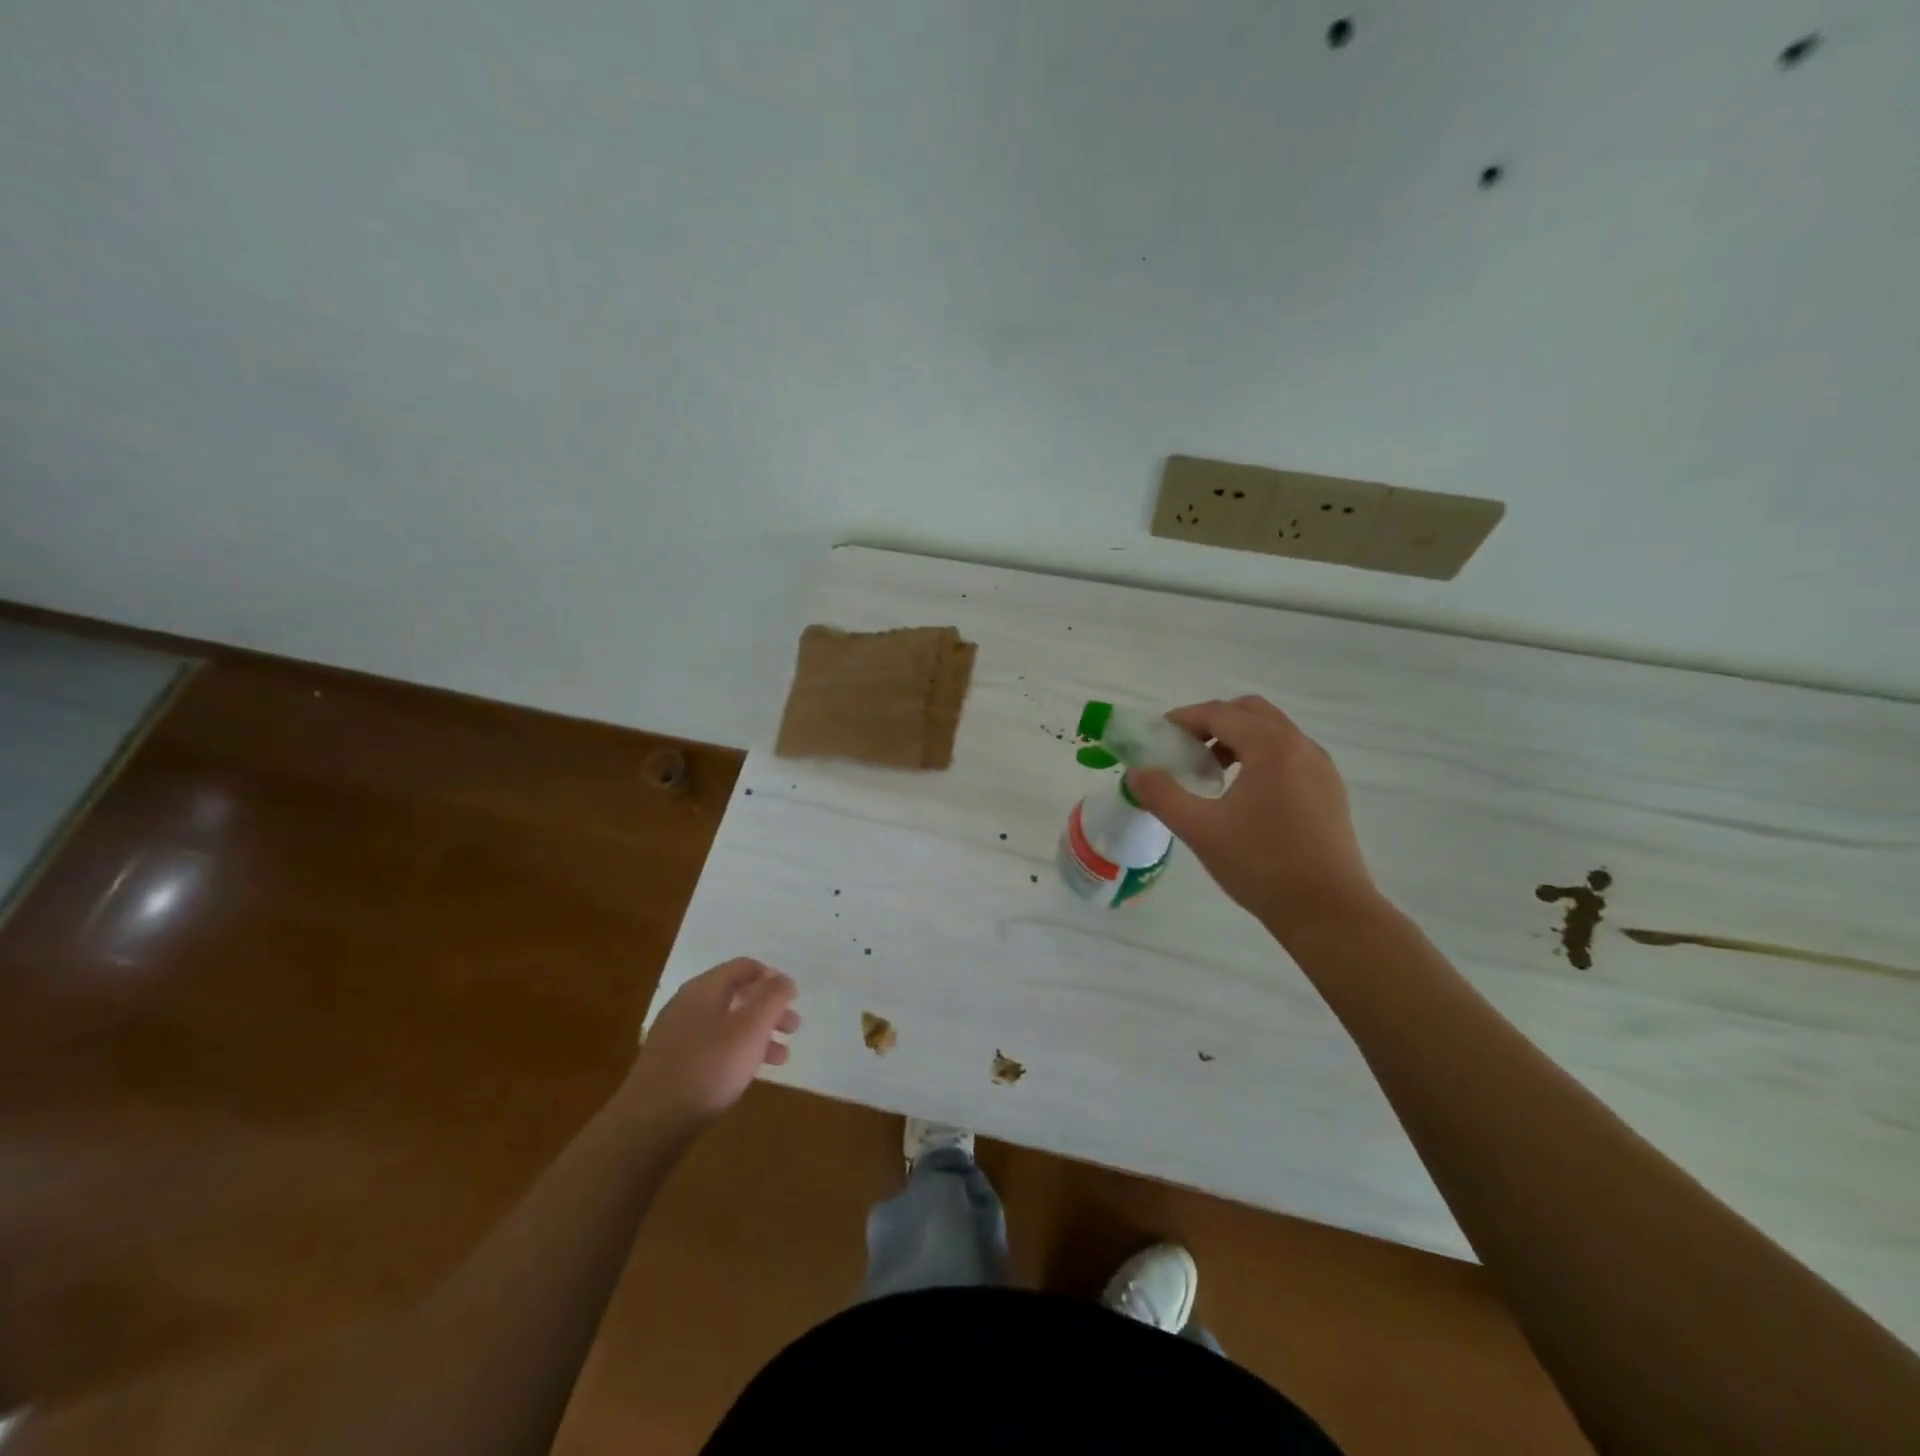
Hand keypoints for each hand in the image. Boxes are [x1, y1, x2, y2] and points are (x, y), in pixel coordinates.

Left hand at [622, 959, 799, 1131]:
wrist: (650, 1121)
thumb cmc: (710, 1067)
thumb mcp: (752, 1027)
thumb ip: (773, 997)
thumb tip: (784, 979)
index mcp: (705, 987)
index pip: (745, 966)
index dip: (772, 978)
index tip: (792, 1000)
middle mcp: (688, 1003)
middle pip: (737, 994)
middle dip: (769, 1009)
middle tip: (793, 1028)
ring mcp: (676, 1033)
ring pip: (726, 1022)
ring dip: (757, 1034)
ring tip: (780, 1058)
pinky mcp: (670, 1062)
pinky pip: (711, 1044)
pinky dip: (736, 1050)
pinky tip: (746, 1073)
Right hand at [1128, 696, 1385, 941]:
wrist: (1328, 912)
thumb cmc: (1261, 864)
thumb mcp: (1200, 830)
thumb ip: (1162, 796)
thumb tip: (1136, 773)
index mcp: (1270, 747)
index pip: (1219, 713)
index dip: (1183, 720)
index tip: (1158, 737)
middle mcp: (1300, 746)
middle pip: (1250, 712)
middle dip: (1213, 723)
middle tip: (1185, 750)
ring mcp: (1321, 768)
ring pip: (1273, 733)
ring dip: (1238, 739)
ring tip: (1212, 774)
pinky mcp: (1330, 791)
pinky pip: (1290, 756)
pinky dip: (1261, 758)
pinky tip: (1245, 796)